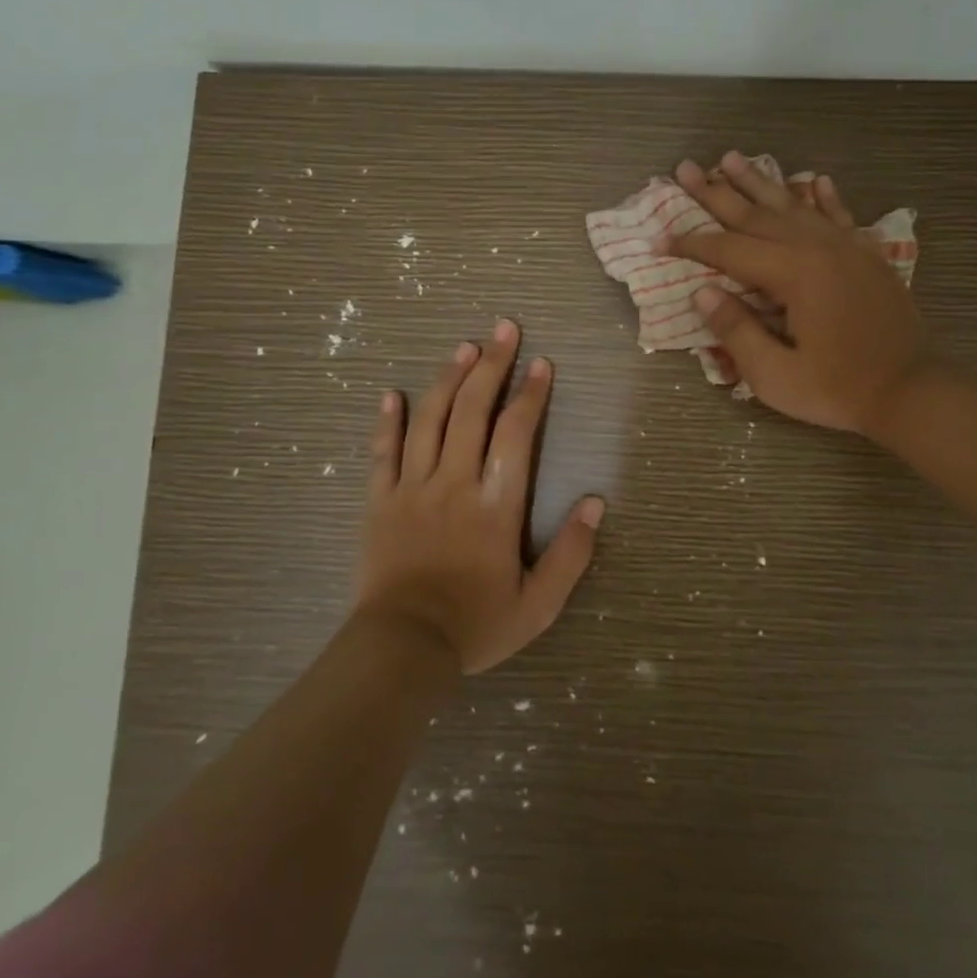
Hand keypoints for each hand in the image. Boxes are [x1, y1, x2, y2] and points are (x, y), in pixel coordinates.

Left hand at [355, 319, 605, 673]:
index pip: (516, 433)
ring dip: (449, 378)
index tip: (542, 363)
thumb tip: (596, 502)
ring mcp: (412, 488)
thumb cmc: (476, 624)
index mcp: (495, 504)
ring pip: (430, 420)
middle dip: (492, 365)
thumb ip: (572, 552)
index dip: (531, 394)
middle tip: (504, 329)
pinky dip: (389, 420)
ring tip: (464, 346)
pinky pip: (383, 452)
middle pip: (473, 410)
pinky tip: (393, 393)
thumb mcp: (538, 603)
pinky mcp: (380, 501)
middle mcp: (454, 482)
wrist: (402, 648)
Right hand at [660, 151, 934, 435]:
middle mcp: (817, 248)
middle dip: (716, 193)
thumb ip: (737, 331)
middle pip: (756, 215)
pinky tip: (813, 180)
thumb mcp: (776, 375)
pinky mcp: (867, 256)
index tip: (660, 238)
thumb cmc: (838, 389)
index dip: (691, 245)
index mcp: (793, 274)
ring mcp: (846, 247)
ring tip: (731, 158)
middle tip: (684, 168)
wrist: (912, 390)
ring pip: (793, 205)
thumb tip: (702, 293)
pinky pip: (838, 215)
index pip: (729, 251)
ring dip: (759, 182)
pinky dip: (822, 197)